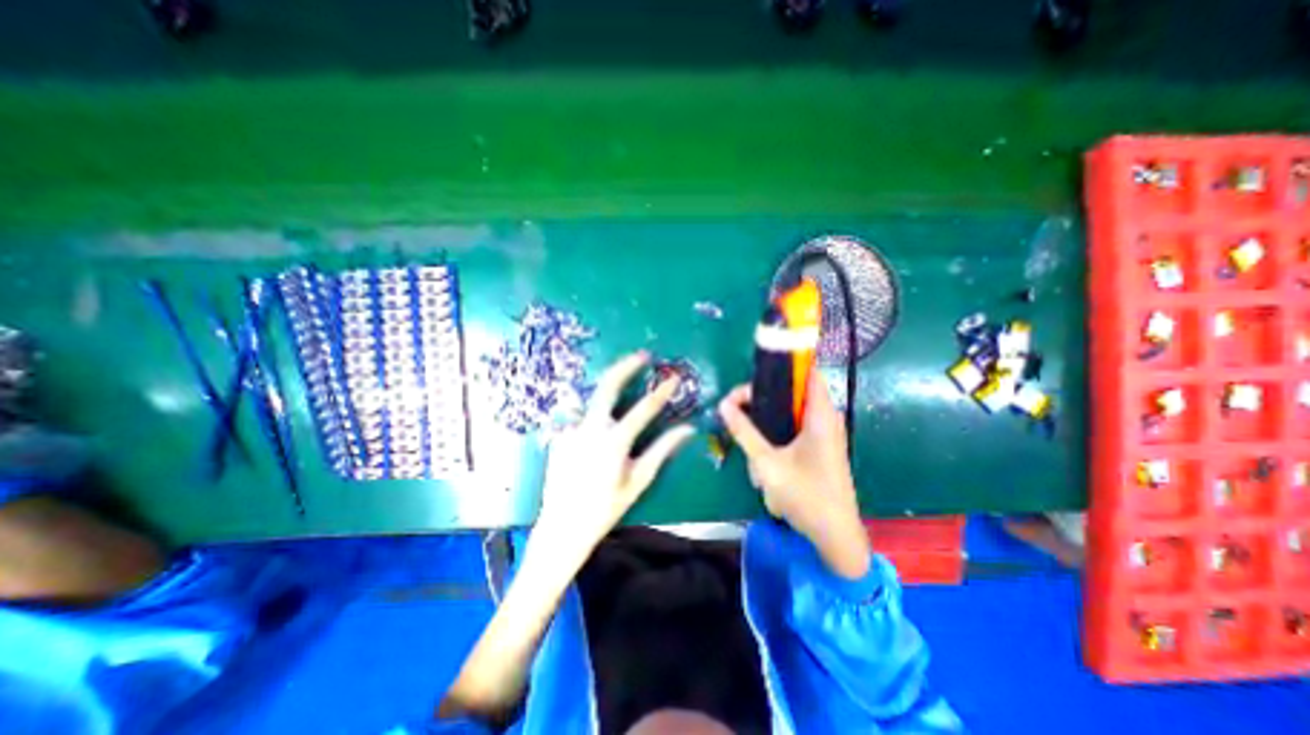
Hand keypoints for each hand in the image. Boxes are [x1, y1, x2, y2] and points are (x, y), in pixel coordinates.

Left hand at [529, 354, 700, 565]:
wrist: (563, 527)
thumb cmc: (606, 507)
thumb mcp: (638, 480)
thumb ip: (663, 450)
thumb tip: (687, 429)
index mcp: (614, 442)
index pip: (644, 409)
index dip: (662, 392)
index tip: (674, 378)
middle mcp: (590, 428)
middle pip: (608, 386)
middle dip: (626, 366)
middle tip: (642, 355)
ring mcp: (571, 429)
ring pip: (592, 399)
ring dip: (609, 391)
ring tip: (623, 390)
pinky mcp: (560, 435)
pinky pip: (580, 418)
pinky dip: (593, 418)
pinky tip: (596, 435)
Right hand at [715, 373, 865, 579]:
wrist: (834, 534)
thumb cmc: (806, 496)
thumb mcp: (768, 463)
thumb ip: (744, 432)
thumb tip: (724, 405)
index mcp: (821, 415)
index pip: (808, 372)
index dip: (783, 365)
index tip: (753, 371)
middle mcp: (825, 418)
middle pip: (793, 389)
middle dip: (763, 393)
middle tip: (736, 404)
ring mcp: (823, 432)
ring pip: (791, 408)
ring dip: (767, 412)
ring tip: (742, 422)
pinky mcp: (819, 445)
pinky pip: (795, 423)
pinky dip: (776, 425)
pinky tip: (758, 441)